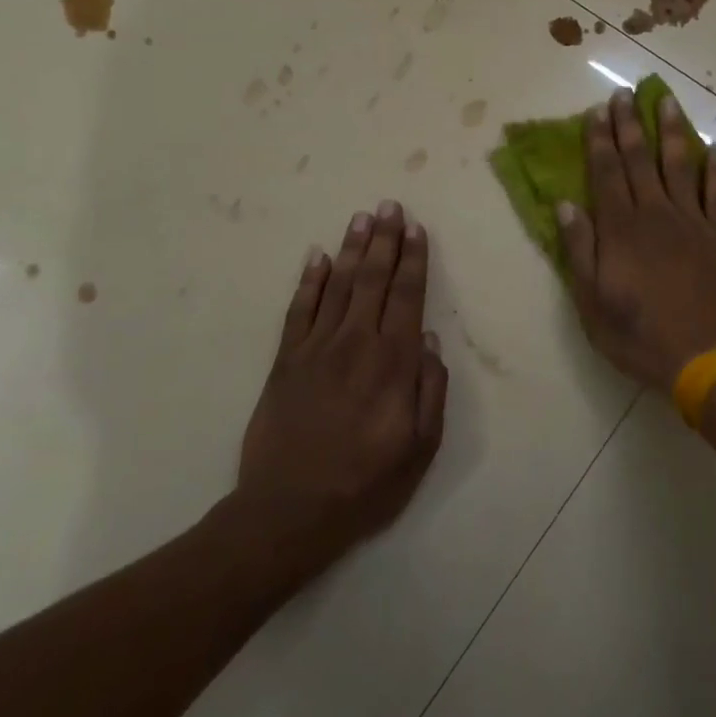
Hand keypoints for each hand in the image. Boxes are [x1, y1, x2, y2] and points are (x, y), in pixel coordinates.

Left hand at [237, 201, 446, 569]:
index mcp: (392, 362)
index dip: (413, 260)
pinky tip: (316, 257)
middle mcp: (355, 343)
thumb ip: (431, 389)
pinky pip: (298, 310)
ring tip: (361, 218)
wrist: (289, 510)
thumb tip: (428, 339)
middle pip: (373, 279)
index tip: (416, 229)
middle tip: (390, 205)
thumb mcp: (420, 447)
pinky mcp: (284, 360)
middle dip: (385, 240)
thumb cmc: (365, 483)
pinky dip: (308, 280)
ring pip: (337, 285)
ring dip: (351, 248)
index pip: (407, 296)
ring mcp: (315, 348)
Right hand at [557, 89, 715, 389]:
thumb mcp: (592, 302)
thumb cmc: (639, 335)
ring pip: (680, 166)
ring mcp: (693, 223)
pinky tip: (715, 148)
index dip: (599, 139)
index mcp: (621, 229)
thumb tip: (566, 204)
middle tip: (624, 93)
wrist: (705, 358)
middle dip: (629, 125)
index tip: (596, 110)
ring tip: (666, 101)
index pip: (606, 173)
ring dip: (672, 132)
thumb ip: (579, 250)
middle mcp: (656, 214)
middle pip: (639, 161)